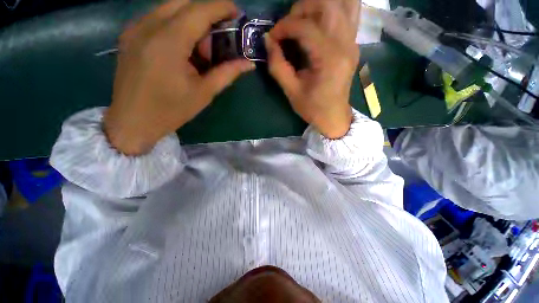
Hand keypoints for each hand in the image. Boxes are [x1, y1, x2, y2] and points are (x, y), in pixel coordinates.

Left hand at [104, 0, 253, 154]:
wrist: (133, 121)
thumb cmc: (171, 110)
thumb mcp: (204, 93)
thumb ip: (227, 73)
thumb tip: (248, 64)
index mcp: (168, 42)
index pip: (199, 9)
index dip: (221, 7)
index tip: (237, 13)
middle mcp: (148, 26)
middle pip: (184, 2)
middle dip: (206, 14)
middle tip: (217, 39)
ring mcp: (135, 28)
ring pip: (169, 8)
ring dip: (191, 21)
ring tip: (199, 50)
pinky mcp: (129, 35)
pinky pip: (157, 17)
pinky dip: (176, 25)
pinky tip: (181, 49)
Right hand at [265, 0, 359, 138]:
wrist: (334, 117)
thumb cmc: (313, 108)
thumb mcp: (291, 91)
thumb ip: (277, 65)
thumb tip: (268, 41)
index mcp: (329, 59)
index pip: (306, 27)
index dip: (285, 27)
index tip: (273, 37)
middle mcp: (345, 44)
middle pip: (328, 4)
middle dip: (302, 8)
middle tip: (289, 25)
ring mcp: (352, 42)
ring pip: (342, 4)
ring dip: (318, 6)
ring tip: (303, 21)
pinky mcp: (352, 44)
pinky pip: (348, 14)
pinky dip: (332, 10)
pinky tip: (318, 22)